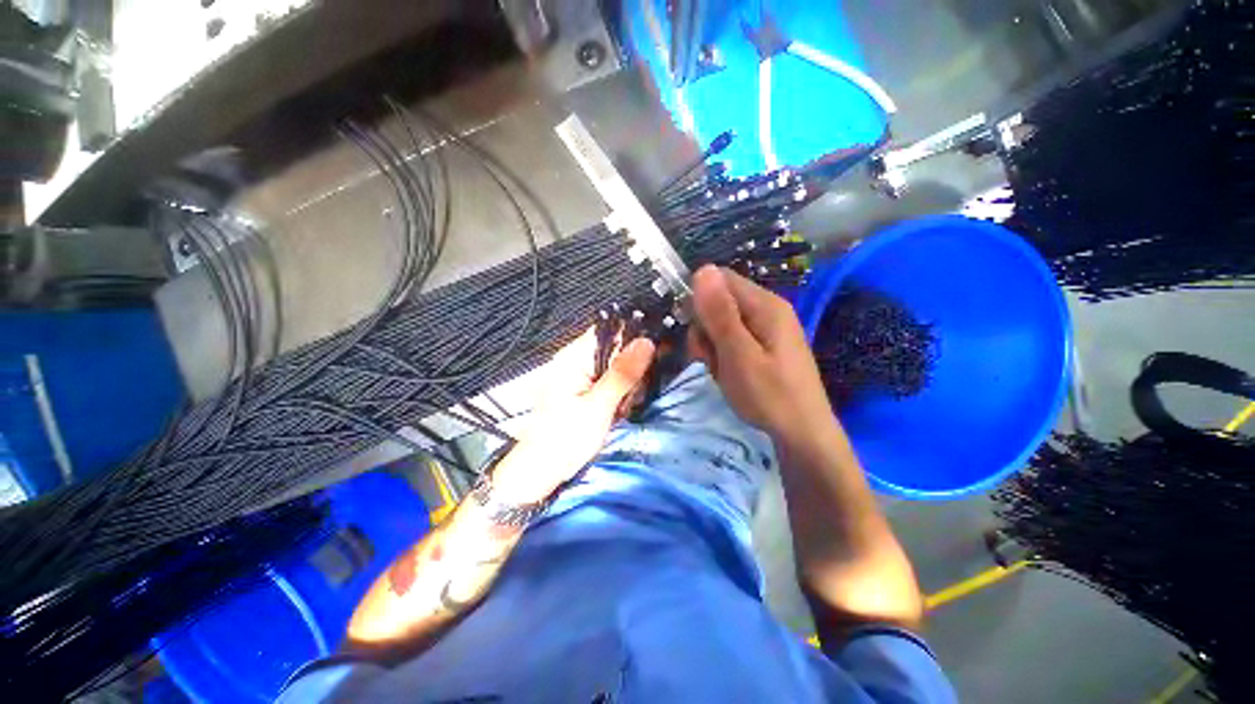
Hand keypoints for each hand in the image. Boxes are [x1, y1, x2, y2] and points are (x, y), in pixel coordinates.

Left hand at [490, 330, 654, 503]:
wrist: (541, 471)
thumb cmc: (565, 439)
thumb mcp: (598, 407)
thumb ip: (622, 373)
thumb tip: (646, 342)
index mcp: (573, 357)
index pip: (609, 331)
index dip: (634, 335)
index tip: (657, 350)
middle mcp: (575, 360)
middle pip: (615, 348)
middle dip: (632, 366)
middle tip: (635, 392)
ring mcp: (578, 375)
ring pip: (615, 366)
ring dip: (627, 382)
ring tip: (625, 406)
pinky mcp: (583, 389)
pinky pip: (609, 380)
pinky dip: (619, 392)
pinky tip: (620, 408)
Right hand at [688, 265, 833, 442]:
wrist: (802, 434)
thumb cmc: (769, 395)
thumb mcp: (738, 354)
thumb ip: (719, 314)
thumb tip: (702, 269)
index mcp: (765, 304)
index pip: (720, 279)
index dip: (699, 299)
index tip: (695, 331)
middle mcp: (767, 309)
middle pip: (720, 301)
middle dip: (705, 329)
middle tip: (708, 359)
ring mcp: (767, 328)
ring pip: (722, 323)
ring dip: (712, 346)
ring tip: (722, 371)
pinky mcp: (765, 345)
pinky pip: (733, 339)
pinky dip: (724, 355)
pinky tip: (729, 374)